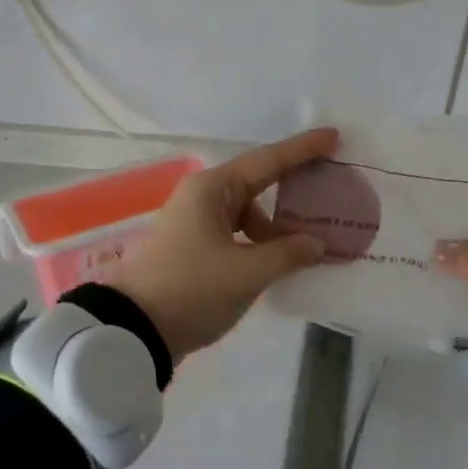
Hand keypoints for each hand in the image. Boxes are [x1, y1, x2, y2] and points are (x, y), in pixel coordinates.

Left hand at [103, 129, 339, 360]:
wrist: (133, 331)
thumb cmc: (192, 290)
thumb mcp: (247, 273)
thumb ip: (288, 254)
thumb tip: (317, 243)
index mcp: (213, 189)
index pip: (268, 161)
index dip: (303, 150)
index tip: (334, 137)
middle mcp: (203, 197)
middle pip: (258, 184)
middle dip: (293, 188)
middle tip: (330, 187)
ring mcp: (196, 223)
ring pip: (248, 214)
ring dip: (277, 227)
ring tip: (309, 248)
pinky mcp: (194, 248)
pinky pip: (238, 234)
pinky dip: (260, 244)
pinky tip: (280, 262)